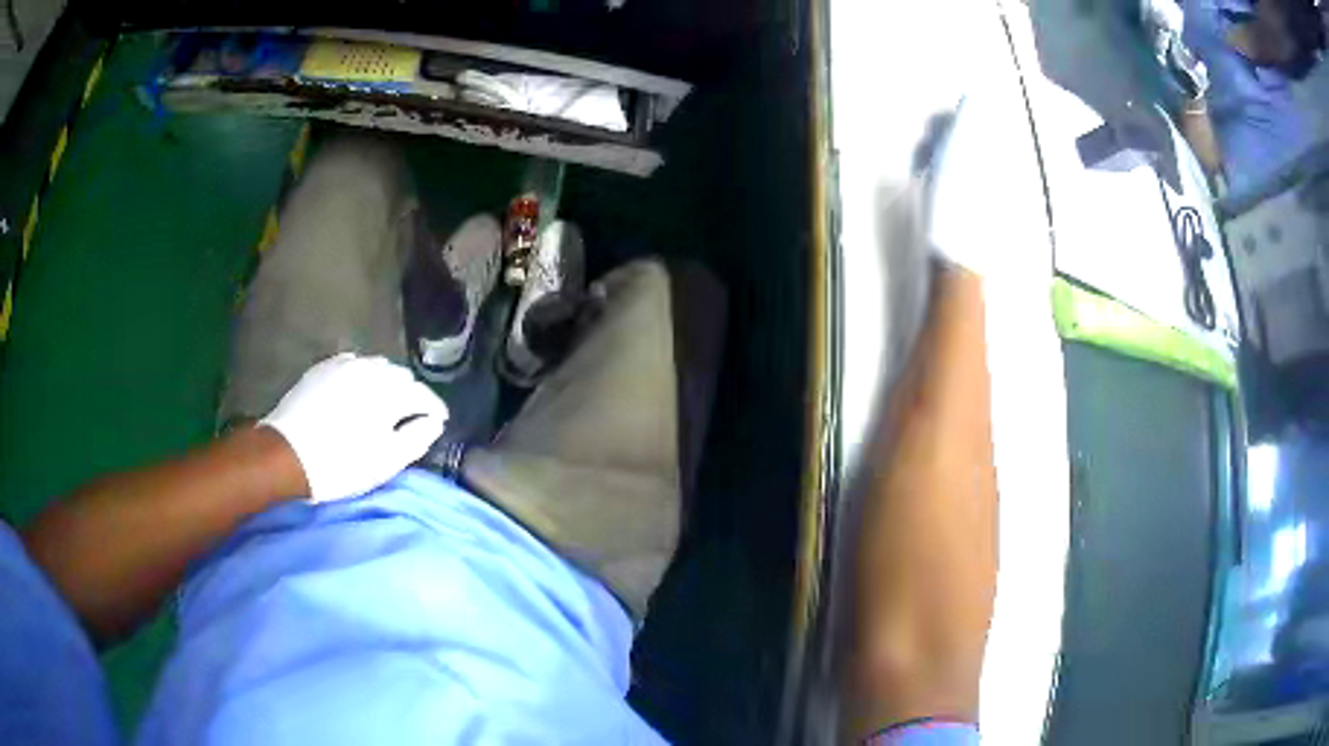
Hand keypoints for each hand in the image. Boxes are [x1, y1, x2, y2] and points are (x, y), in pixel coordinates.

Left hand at [260, 354, 447, 501]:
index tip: (438, 423)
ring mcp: (344, 365)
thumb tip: (434, 421)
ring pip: (377, 368)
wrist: (287, 454)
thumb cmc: (341, 464)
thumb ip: (418, 437)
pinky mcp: (323, 368)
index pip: (423, 394)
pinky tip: (357, 393)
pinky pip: (353, 365)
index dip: (434, 410)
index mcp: (390, 392)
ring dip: (385, 384)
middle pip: (401, 377)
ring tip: (383, 406)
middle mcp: (370, 369)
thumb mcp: (386, 461)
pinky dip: (362, 377)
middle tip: (408, 419)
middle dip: (409, 395)